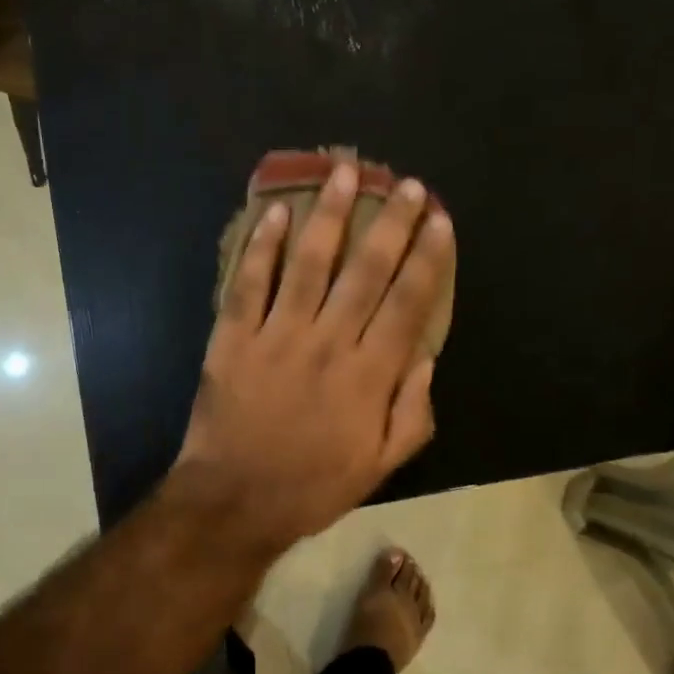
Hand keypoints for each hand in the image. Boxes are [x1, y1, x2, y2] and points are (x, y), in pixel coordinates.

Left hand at [171, 162, 454, 555]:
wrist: (234, 501)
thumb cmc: (312, 486)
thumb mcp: (381, 466)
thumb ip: (413, 413)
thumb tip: (426, 358)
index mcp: (370, 375)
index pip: (409, 303)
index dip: (428, 257)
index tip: (439, 220)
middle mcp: (330, 343)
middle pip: (367, 270)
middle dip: (391, 222)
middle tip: (406, 184)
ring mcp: (278, 335)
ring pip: (310, 262)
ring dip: (330, 214)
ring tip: (345, 172)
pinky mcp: (234, 337)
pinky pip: (250, 282)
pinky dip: (263, 246)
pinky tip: (278, 212)